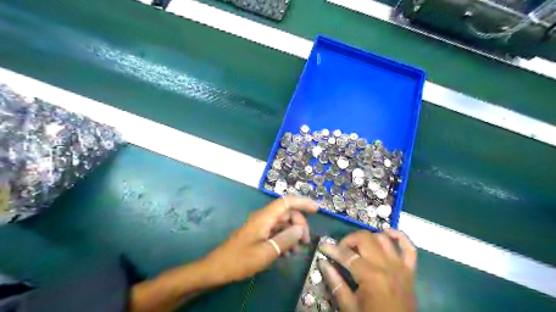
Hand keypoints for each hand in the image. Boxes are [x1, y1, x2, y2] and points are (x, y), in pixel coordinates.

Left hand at [199, 197, 316, 285]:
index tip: (317, 209)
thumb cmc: (240, 260)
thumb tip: (300, 229)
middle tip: (305, 242)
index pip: (286, 202)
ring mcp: (261, 226)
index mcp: (265, 217)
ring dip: (293, 234)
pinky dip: (285, 239)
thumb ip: (285, 239)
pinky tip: (288, 253)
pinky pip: (276, 232)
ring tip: (298, 250)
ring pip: (283, 223)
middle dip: (300, 224)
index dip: (302, 202)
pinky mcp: (259, 234)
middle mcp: (264, 218)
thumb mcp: (266, 252)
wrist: (217, 269)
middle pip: (287, 213)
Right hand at [318, 229, 416, 311]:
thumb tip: (323, 262)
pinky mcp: (410, 271)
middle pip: (365, 238)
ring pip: (383, 238)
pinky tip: (387, 233)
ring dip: (368, 237)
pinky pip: (409, 248)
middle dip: (349, 240)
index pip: (347, 255)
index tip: (323, 247)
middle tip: (340, 250)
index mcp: (371, 276)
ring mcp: (400, 267)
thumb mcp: (349, 307)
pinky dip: (399, 236)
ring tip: (358, 246)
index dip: (332, 249)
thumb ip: (335, 282)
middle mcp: (387, 266)